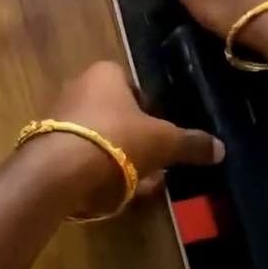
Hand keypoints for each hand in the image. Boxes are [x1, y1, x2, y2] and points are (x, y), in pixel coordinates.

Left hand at [29, 61, 223, 217]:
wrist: (60, 170)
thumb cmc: (117, 139)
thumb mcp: (164, 141)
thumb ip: (191, 143)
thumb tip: (220, 148)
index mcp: (105, 73)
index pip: (134, 86)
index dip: (151, 111)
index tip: (163, 136)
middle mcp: (79, 86)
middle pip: (117, 114)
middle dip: (138, 142)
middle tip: (157, 166)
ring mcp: (60, 116)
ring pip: (101, 139)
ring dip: (121, 161)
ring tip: (141, 187)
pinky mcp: (47, 146)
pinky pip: (83, 156)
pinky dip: (99, 173)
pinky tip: (115, 195)